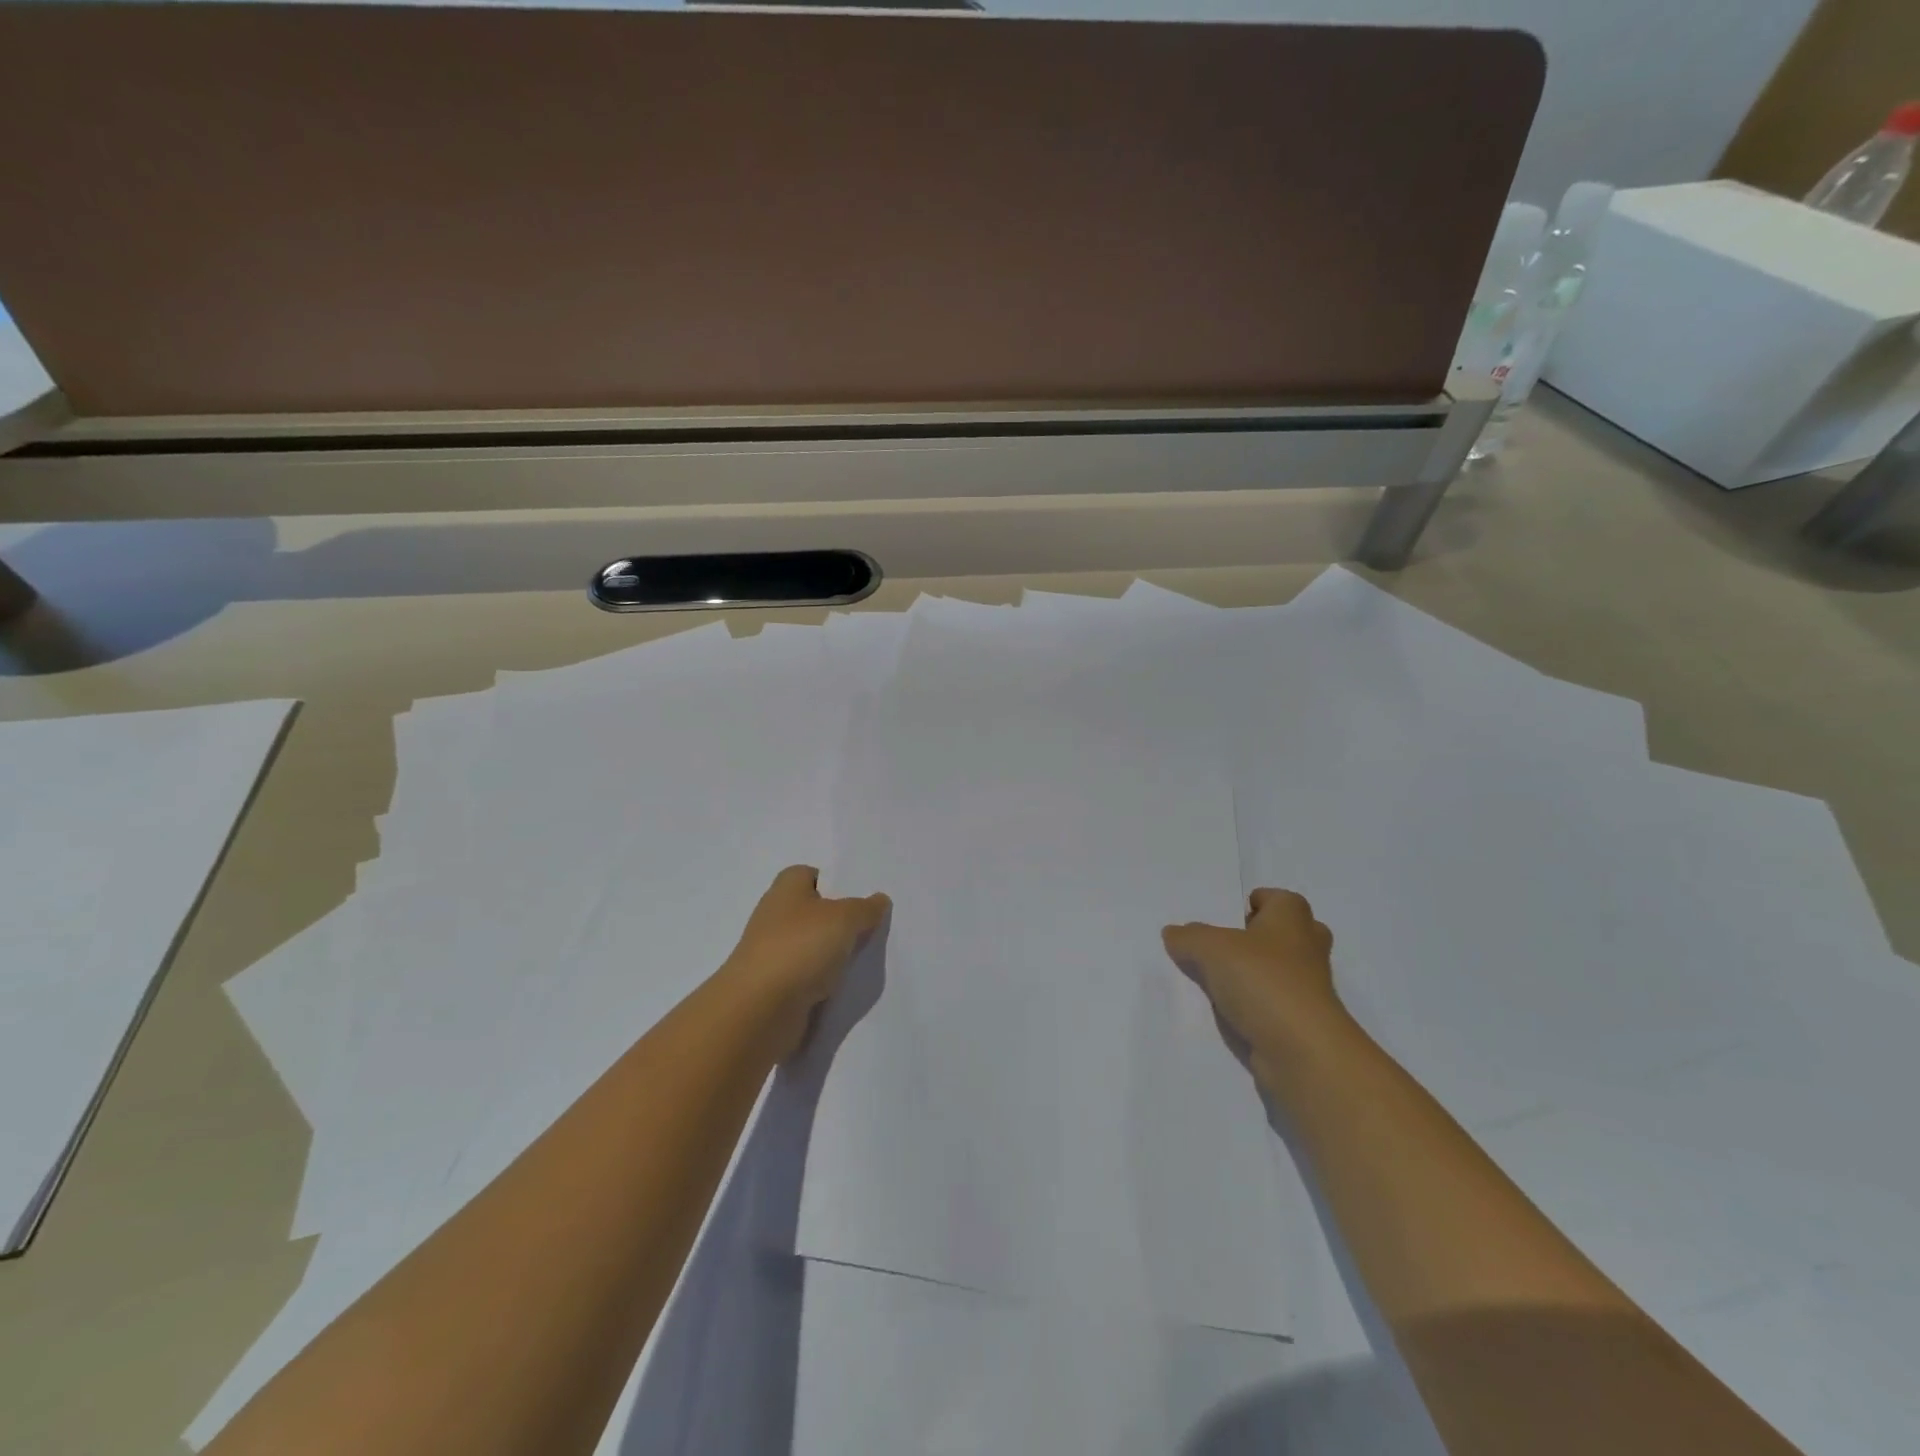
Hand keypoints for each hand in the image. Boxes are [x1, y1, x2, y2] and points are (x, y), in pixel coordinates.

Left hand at [721, 865, 889, 1059]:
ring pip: (812, 947)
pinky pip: (807, 977)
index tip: (861, 898)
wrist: (759, 1010)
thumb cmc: (800, 948)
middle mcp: (775, 916)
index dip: (835, 883)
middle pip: (814, 912)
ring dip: (833, 954)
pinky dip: (823, 982)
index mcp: (786, 888)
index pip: (811, 875)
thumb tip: (879, 900)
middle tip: (872, 929)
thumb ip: (866, 908)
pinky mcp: (775, 986)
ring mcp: (773, 953)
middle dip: (841, 921)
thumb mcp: (845, 918)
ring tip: (864, 960)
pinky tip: (844, 987)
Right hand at [1163, 888, 1346, 1069]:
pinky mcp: (1302, 1021)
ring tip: (1211, 979)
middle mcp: (1307, 947)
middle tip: (1220, 946)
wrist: (1302, 1052)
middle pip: (1280, 933)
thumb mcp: (1210, 948)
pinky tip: (1223, 1010)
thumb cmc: (1263, 981)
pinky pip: (1271, 1002)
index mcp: (1293, 918)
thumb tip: (1174, 933)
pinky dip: (1252, 1004)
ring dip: (1251, 974)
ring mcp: (1308, 987)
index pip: (1277, 898)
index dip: (1252, 903)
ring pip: (1276, 970)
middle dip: (1253, 938)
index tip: (1225, 918)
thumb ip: (1189, 937)